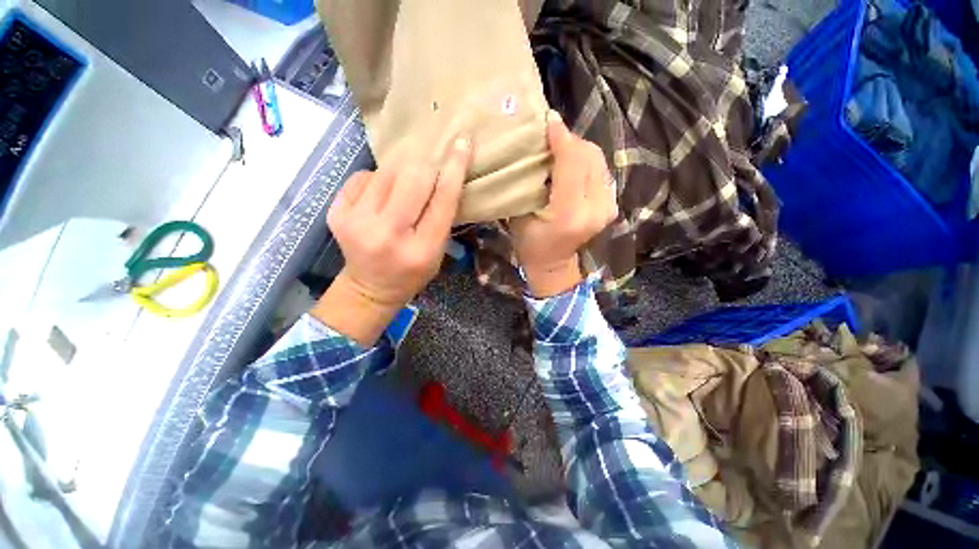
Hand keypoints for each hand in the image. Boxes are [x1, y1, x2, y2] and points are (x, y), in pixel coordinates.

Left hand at [312, 137, 472, 345]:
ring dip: (402, 173)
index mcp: (421, 250)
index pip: (442, 200)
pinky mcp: (337, 213)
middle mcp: (388, 234)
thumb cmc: (412, 273)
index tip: (462, 142)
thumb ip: (441, 217)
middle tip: (429, 175)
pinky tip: (380, 197)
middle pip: (413, 177)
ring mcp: (357, 222)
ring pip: (388, 170)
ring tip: (402, 191)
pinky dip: (378, 180)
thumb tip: (442, 173)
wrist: (369, 288)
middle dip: (426, 169)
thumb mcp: (437, 253)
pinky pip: (365, 176)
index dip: (454, 168)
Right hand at [511, 110, 617, 296]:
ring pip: (598, 160)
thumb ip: (527, 184)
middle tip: (550, 135)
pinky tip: (571, 163)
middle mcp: (595, 207)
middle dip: (570, 139)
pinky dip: (585, 160)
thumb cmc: (531, 245)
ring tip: (559, 147)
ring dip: (578, 148)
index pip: (571, 162)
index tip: (548, 120)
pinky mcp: (611, 205)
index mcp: (568, 213)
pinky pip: (600, 170)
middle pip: (589, 156)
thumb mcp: (519, 217)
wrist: (555, 266)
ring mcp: (607, 206)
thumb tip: (535, 149)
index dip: (561, 137)